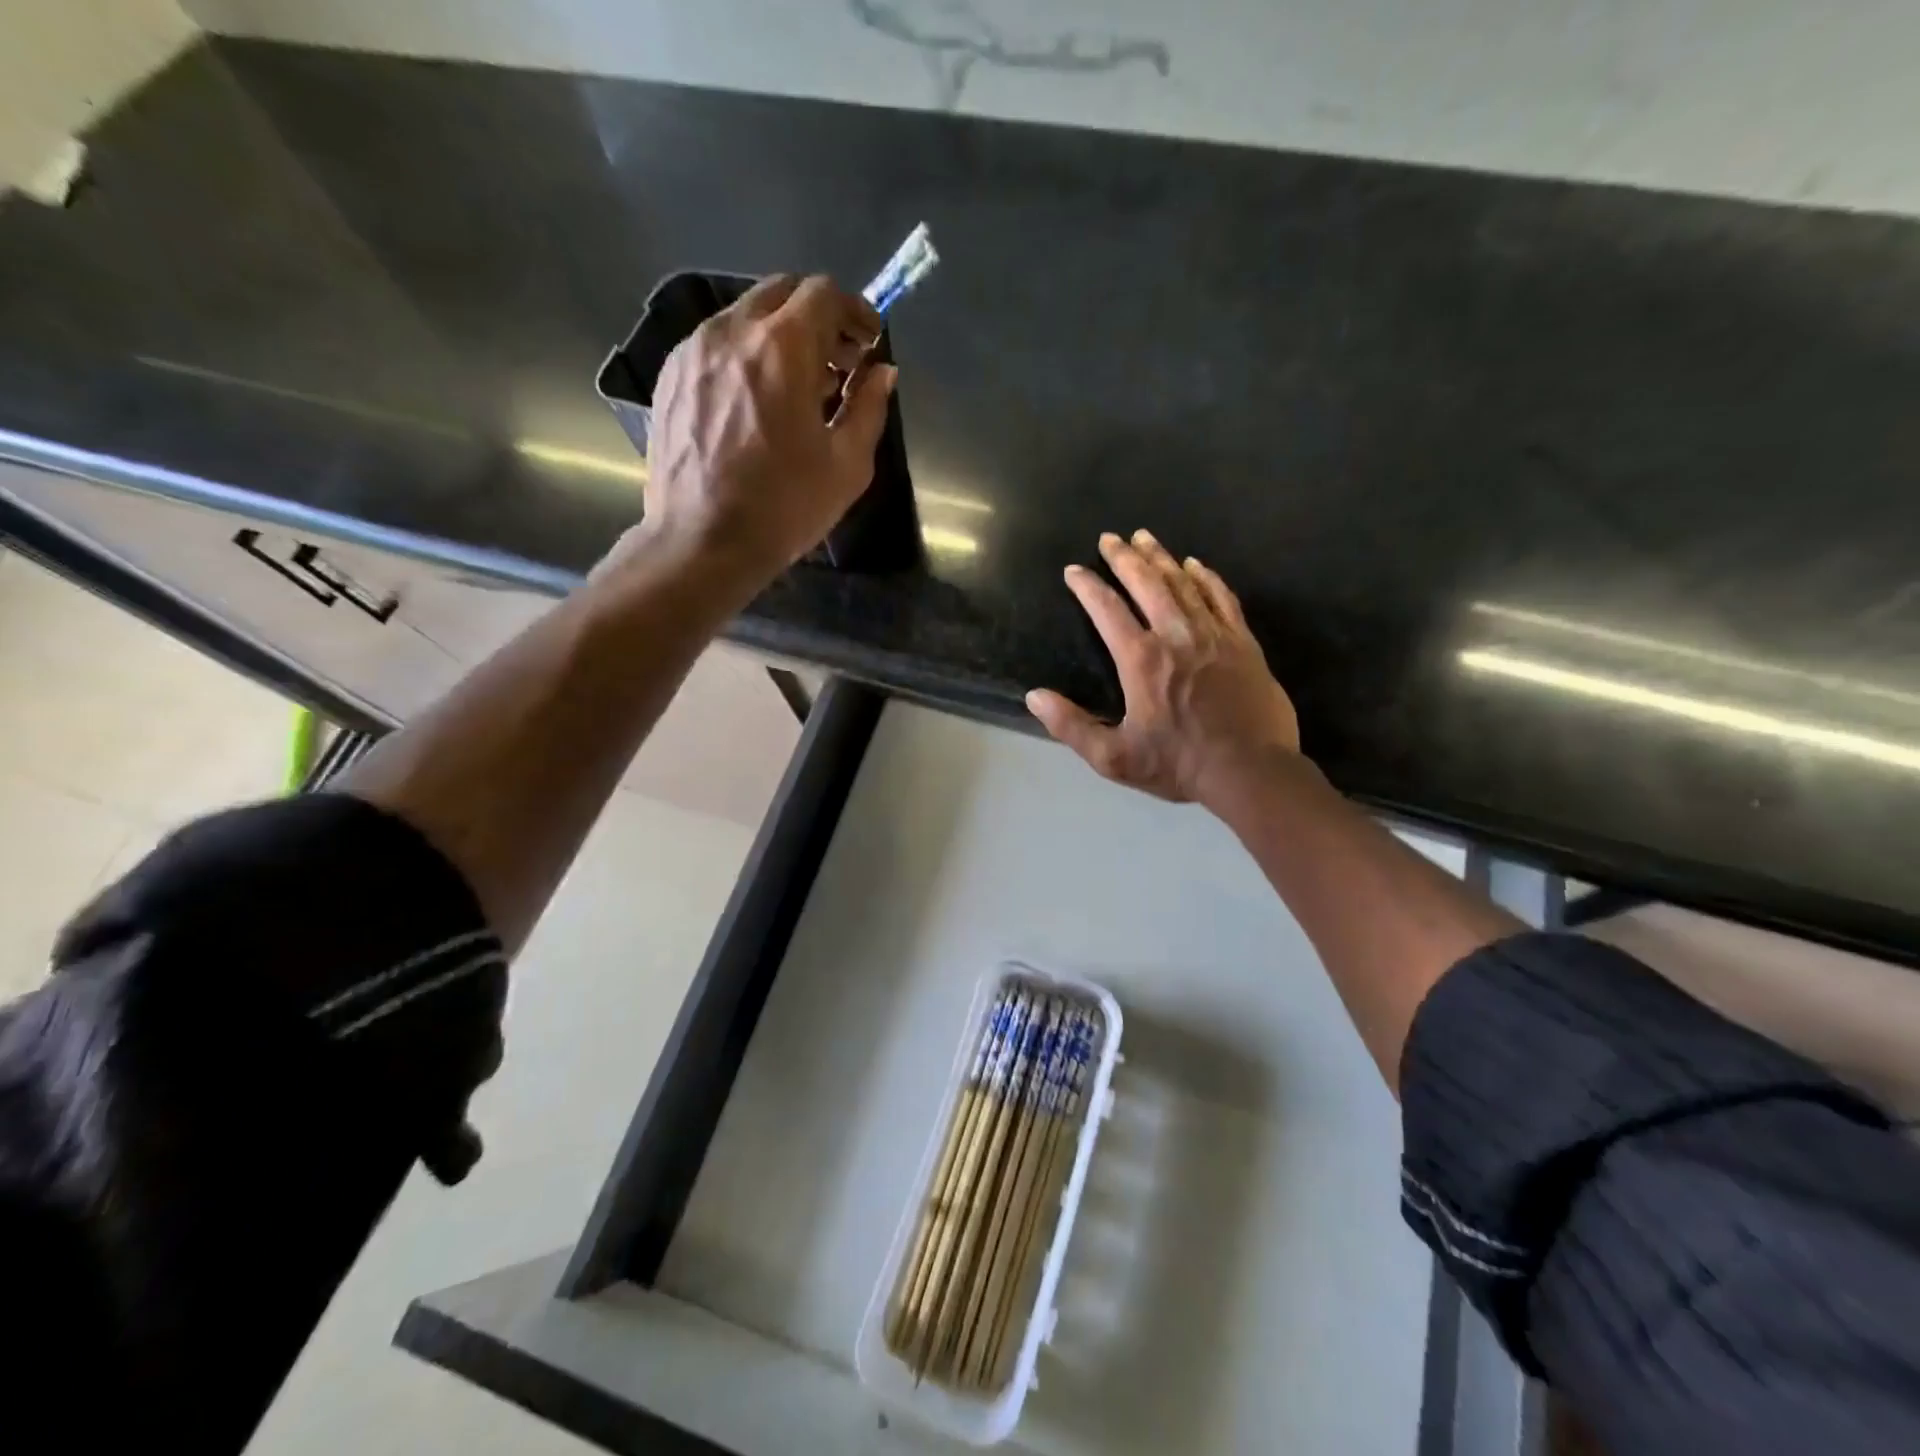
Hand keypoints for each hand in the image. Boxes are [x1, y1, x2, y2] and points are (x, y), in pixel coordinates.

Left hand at [642, 273, 895, 579]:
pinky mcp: (671, 376)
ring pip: (746, 316)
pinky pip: (717, 344)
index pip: (823, 294)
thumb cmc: (784, 508)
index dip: (855, 312)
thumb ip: (868, 408)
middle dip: (818, 317)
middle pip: (782, 292)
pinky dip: (747, 355)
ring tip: (799, 387)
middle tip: (838, 362)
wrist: (702, 542)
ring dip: (781, 335)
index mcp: (782, 348)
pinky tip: (758, 401)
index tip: (869, 343)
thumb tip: (882, 372)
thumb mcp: (847, 465)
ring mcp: (694, 351)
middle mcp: (732, 332)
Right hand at [1026, 530, 1300, 808]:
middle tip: (1110, 538)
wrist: (1250, 771)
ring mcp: (1213, 635)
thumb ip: (1071, 726)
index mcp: (1141, 659)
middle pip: (1146, 583)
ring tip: (1145, 538)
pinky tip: (1196, 565)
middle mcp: (1176, 635)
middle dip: (1124, 558)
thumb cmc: (1178, 765)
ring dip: (1161, 558)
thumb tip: (1034, 696)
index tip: (1073, 570)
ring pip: (1183, 583)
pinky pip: (1222, 598)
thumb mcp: (1114, 757)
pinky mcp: (1243, 643)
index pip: (1107, 609)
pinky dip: (1207, 578)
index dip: (1087, 586)